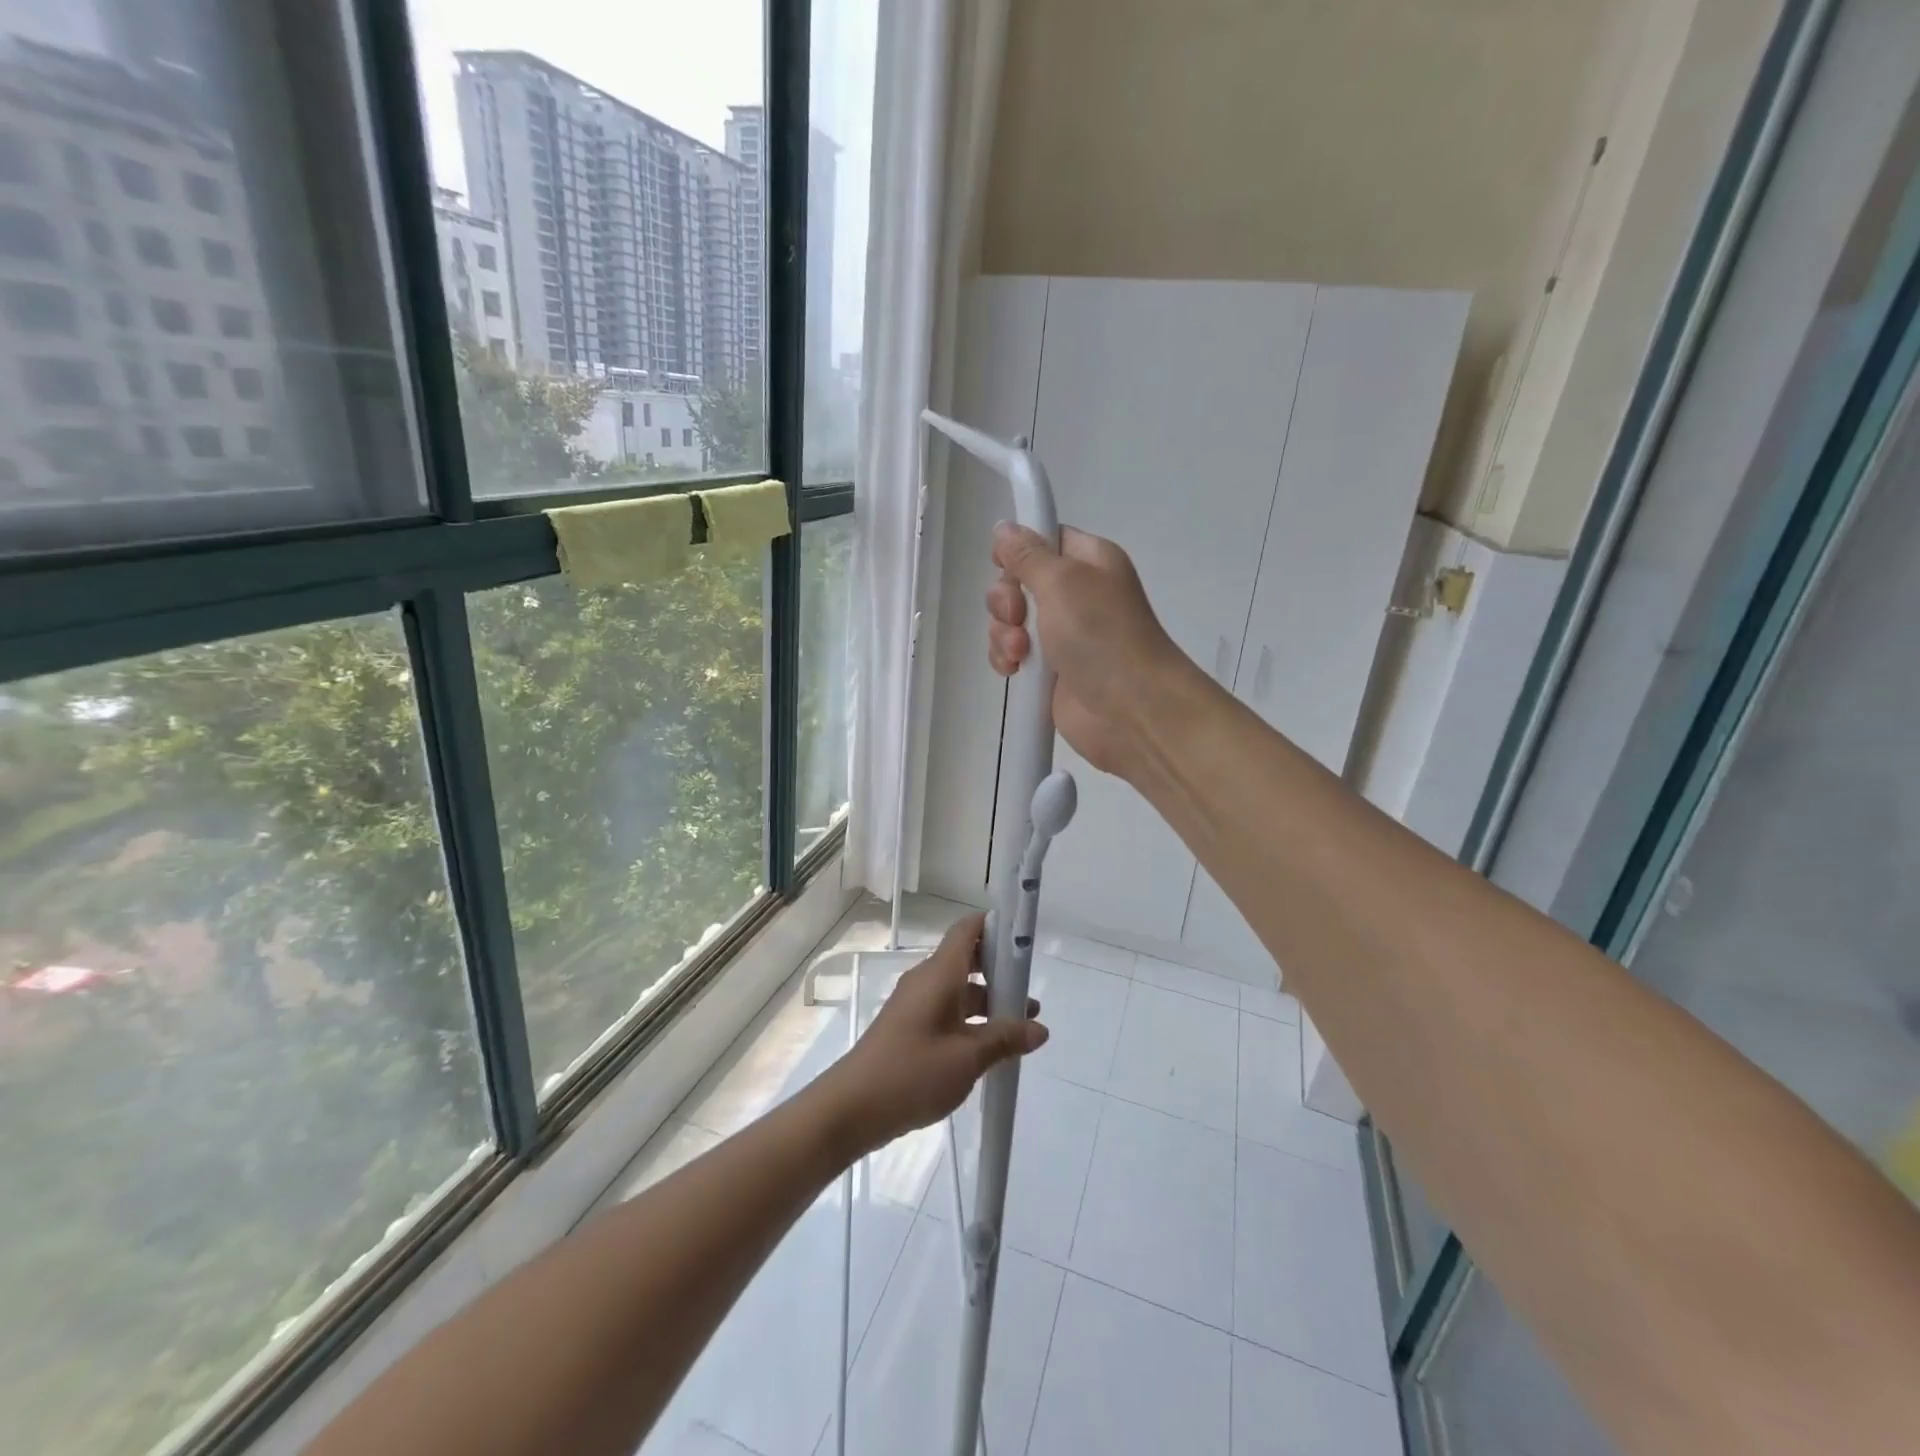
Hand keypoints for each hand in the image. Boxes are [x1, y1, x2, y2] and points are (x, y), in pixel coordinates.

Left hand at [820, 914, 1046, 1154]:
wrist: (852, 1107)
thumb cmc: (913, 1072)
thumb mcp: (967, 1058)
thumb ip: (1005, 1039)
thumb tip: (1039, 1029)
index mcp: (939, 973)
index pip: (968, 930)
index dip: (996, 926)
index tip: (1023, 939)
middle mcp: (927, 980)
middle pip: (967, 959)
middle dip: (1000, 971)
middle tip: (1030, 991)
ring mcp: (915, 1004)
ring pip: (959, 990)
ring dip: (989, 1002)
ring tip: (1022, 1028)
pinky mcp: (909, 1028)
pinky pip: (947, 1011)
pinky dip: (971, 1020)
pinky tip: (990, 1048)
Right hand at [986, 523, 1199, 776]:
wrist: (1130, 709)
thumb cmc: (1102, 635)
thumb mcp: (1063, 581)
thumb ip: (1028, 555)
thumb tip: (1004, 529)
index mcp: (1089, 562)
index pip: (1045, 539)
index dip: (1019, 549)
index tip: (1003, 563)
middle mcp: (1075, 595)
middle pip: (1018, 581)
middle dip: (1005, 599)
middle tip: (1016, 617)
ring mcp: (1061, 635)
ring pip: (1010, 621)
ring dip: (1003, 634)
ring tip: (1020, 653)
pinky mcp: (1049, 671)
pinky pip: (1012, 654)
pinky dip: (1006, 659)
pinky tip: (1013, 670)